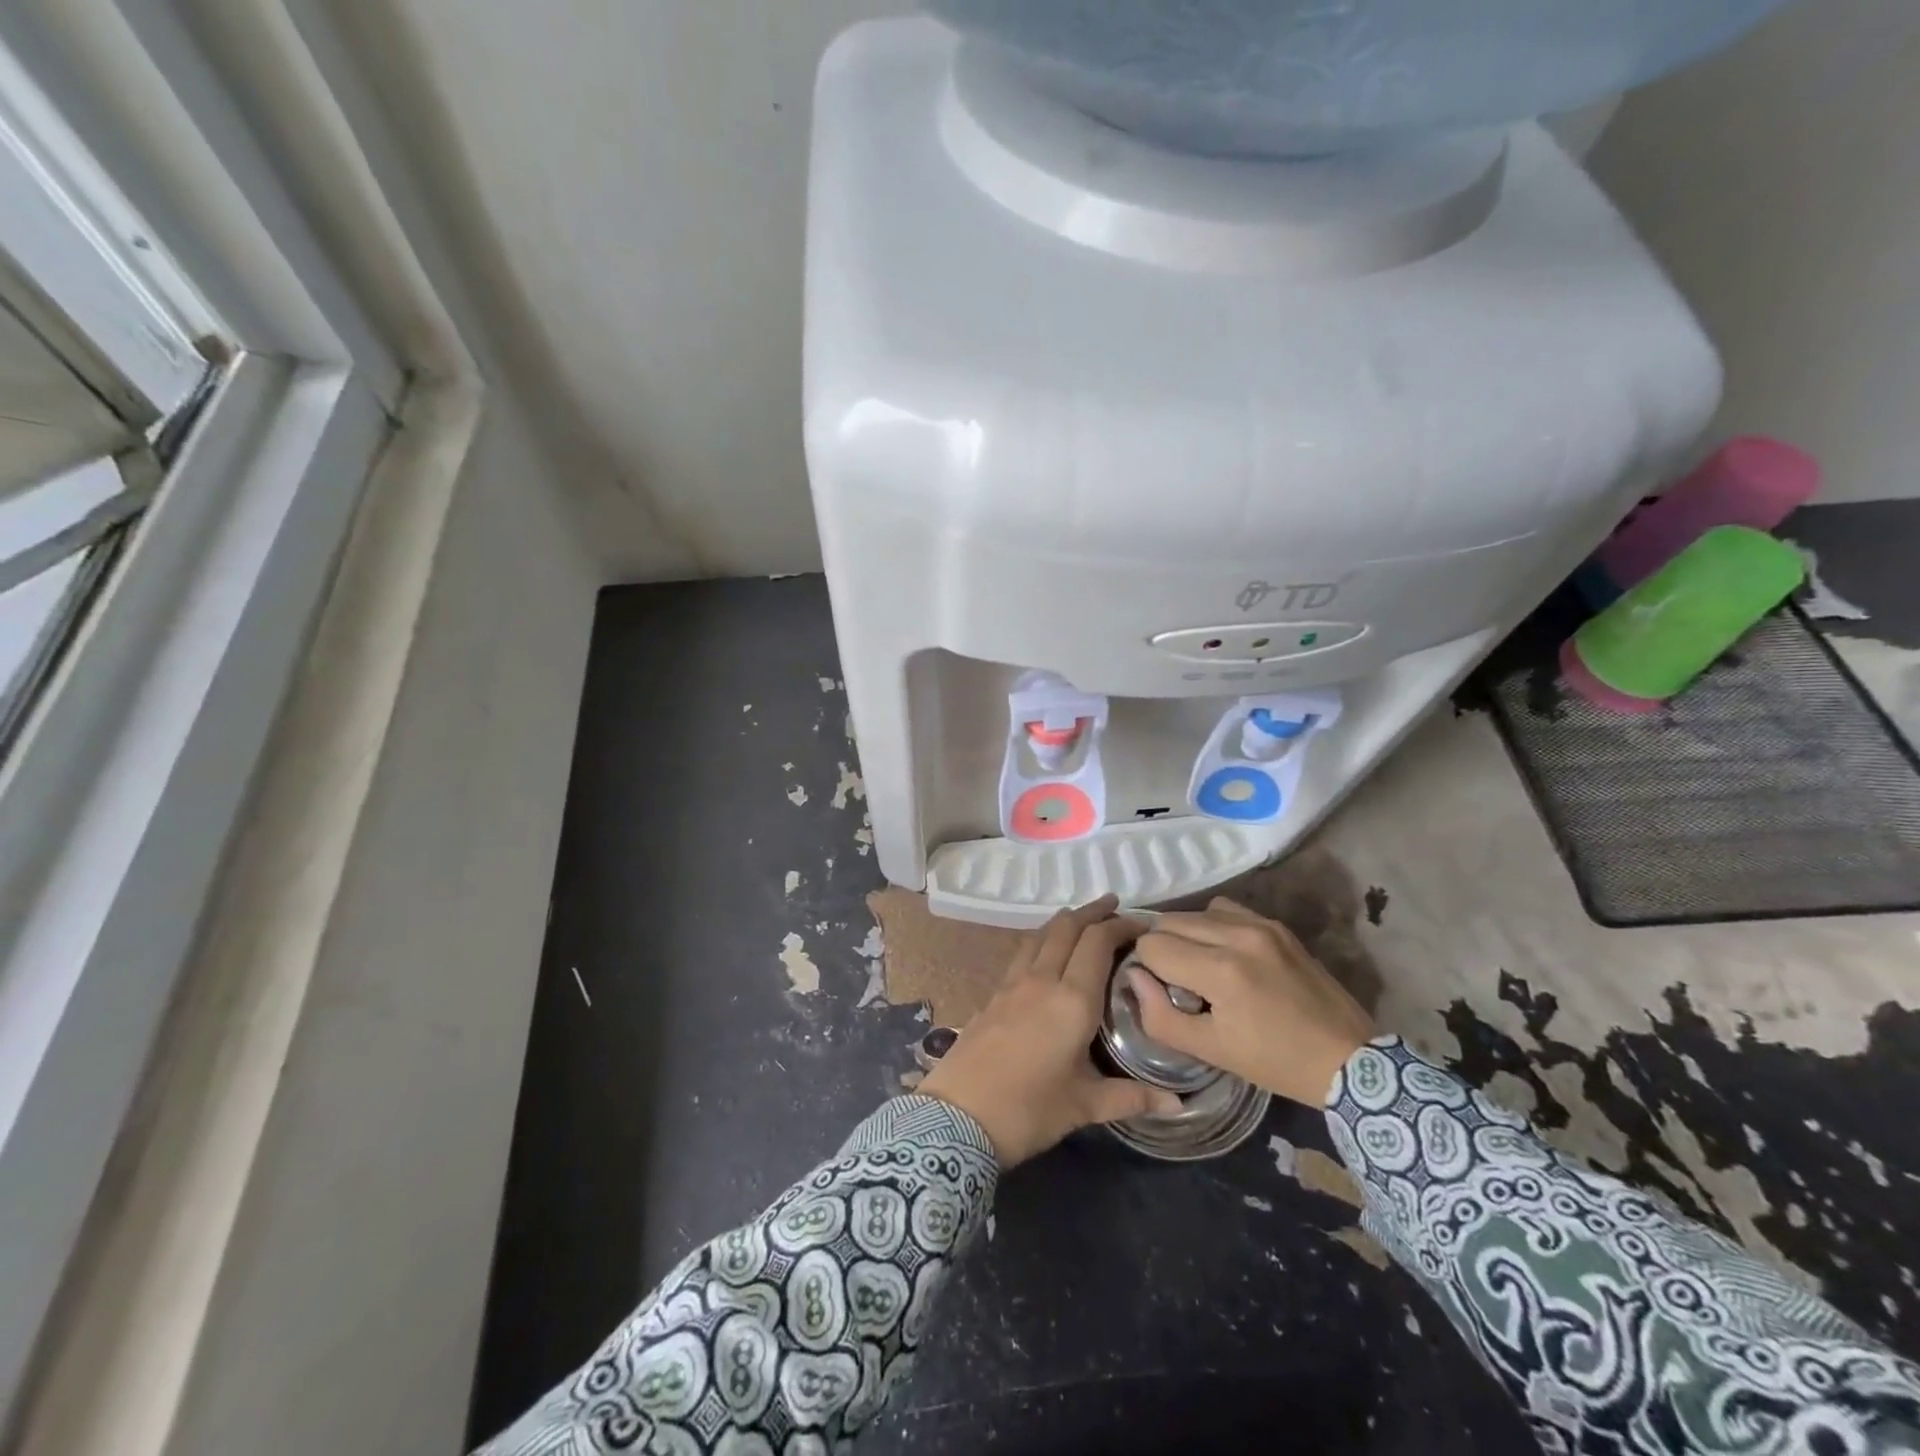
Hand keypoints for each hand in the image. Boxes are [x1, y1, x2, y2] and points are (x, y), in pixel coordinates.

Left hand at [919, 896, 1182, 1166]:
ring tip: (1082, 919)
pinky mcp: (993, 994)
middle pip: (1067, 928)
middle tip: (1115, 905)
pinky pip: (1023, 953)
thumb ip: (1132, 1097)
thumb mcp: (1085, 1106)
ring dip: (1065, 921)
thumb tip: (1178, 1104)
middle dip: (1093, 911)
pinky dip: (1041, 940)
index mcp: (1072, 1000)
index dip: (1121, 925)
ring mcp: (1012, 984)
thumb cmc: (1028, 1110)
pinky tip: (1045, 952)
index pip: (1098, 942)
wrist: (957, 1116)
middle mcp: (1042, 980)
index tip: (1144, 923)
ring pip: (1041, 934)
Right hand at [1128, 897, 1374, 1106]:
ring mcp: (1261, 925)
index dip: (1145, 968)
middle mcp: (1238, 935)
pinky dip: (1213, 926)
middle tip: (1176, 981)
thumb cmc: (1276, 1063)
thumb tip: (1133, 978)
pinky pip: (1226, 909)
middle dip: (1162, 949)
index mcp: (1221, 971)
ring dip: (1186, 935)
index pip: (1152, 945)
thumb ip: (1160, 1016)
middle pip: (1169, 921)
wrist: (1350, 1060)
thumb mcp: (1211, 1051)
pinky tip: (1223, 953)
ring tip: (1199, 966)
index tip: (1160, 991)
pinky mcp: (1277, 925)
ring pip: (1195, 912)